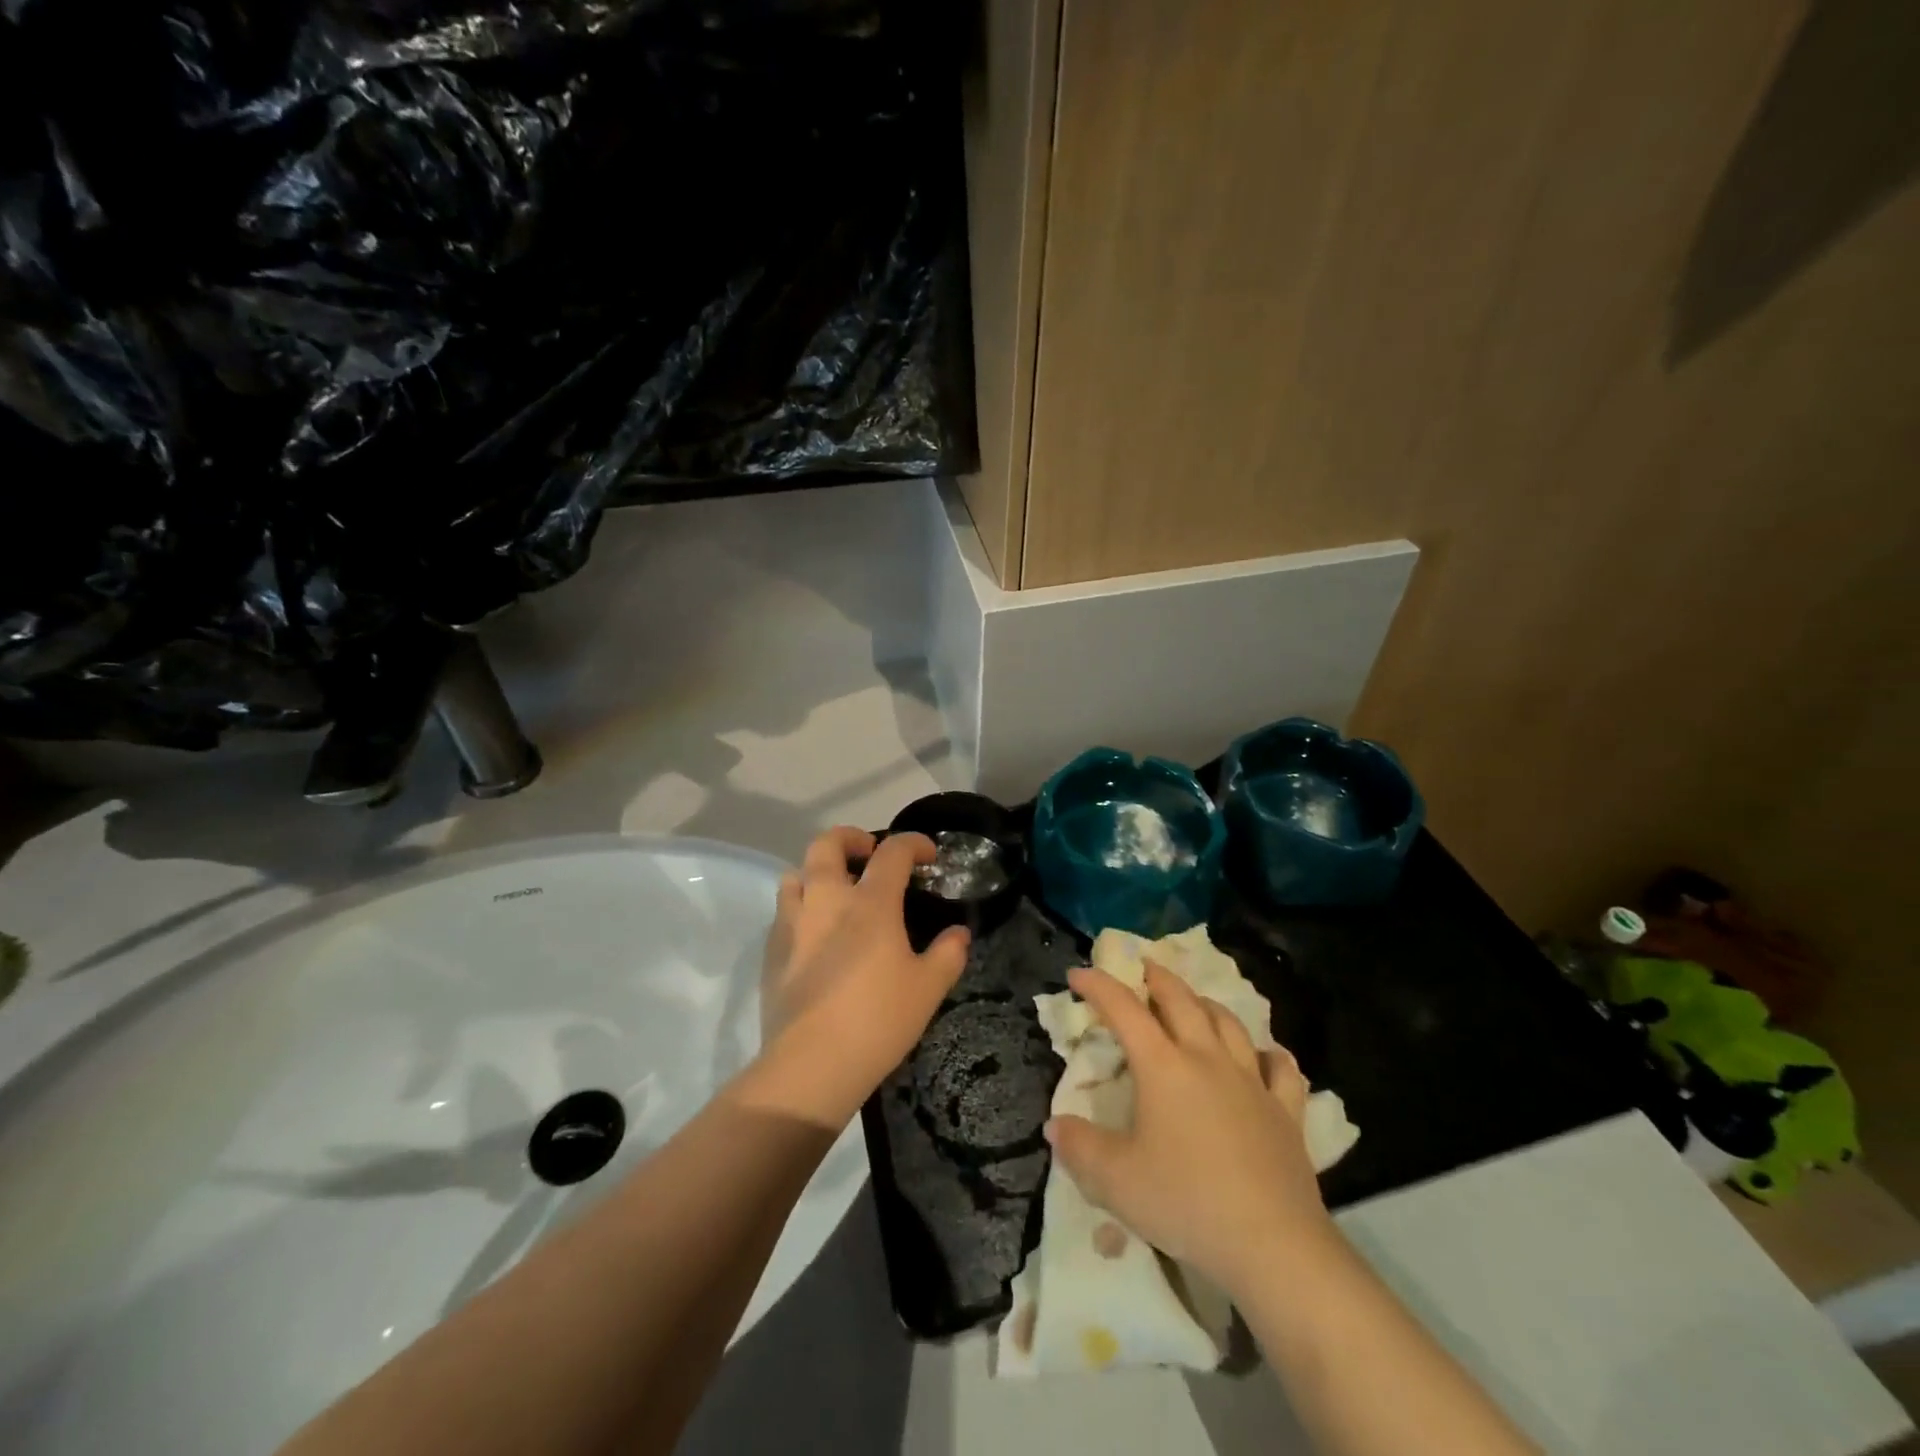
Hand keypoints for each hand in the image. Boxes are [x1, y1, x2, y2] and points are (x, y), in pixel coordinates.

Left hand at [750, 826, 970, 1126]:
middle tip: (868, 854)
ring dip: (817, 871)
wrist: (811, 1064)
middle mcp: (827, 900)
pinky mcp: (772, 950)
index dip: (912, 843)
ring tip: (836, 890)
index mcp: (870, 903)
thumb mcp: (928, 989)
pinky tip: (814, 934)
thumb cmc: (877, 1020)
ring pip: (796, 873)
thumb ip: (948, 954)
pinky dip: (801, 907)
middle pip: (828, 843)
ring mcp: (793, 923)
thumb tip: (959, 934)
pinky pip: (784, 911)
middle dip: (850, 838)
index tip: (926, 854)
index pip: (892, 852)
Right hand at [1044, 961, 1336, 1296]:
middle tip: (1142, 969)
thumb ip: (1079, 1148)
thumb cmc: (1185, 1202)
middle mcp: (1207, 1059)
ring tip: (1195, 1002)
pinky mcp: (1286, 1112)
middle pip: (1182, 1001)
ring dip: (1206, 1004)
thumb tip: (1055, 1125)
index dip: (1099, 986)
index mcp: (1163, 1067)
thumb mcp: (1115, 1180)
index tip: (1078, 973)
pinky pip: (1282, 1070)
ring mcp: (1252, 1083)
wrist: (1272, 1246)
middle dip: (1157, 978)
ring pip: (1229, 1024)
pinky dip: (1270, 1055)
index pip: (1125, 1010)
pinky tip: (1266, 1056)